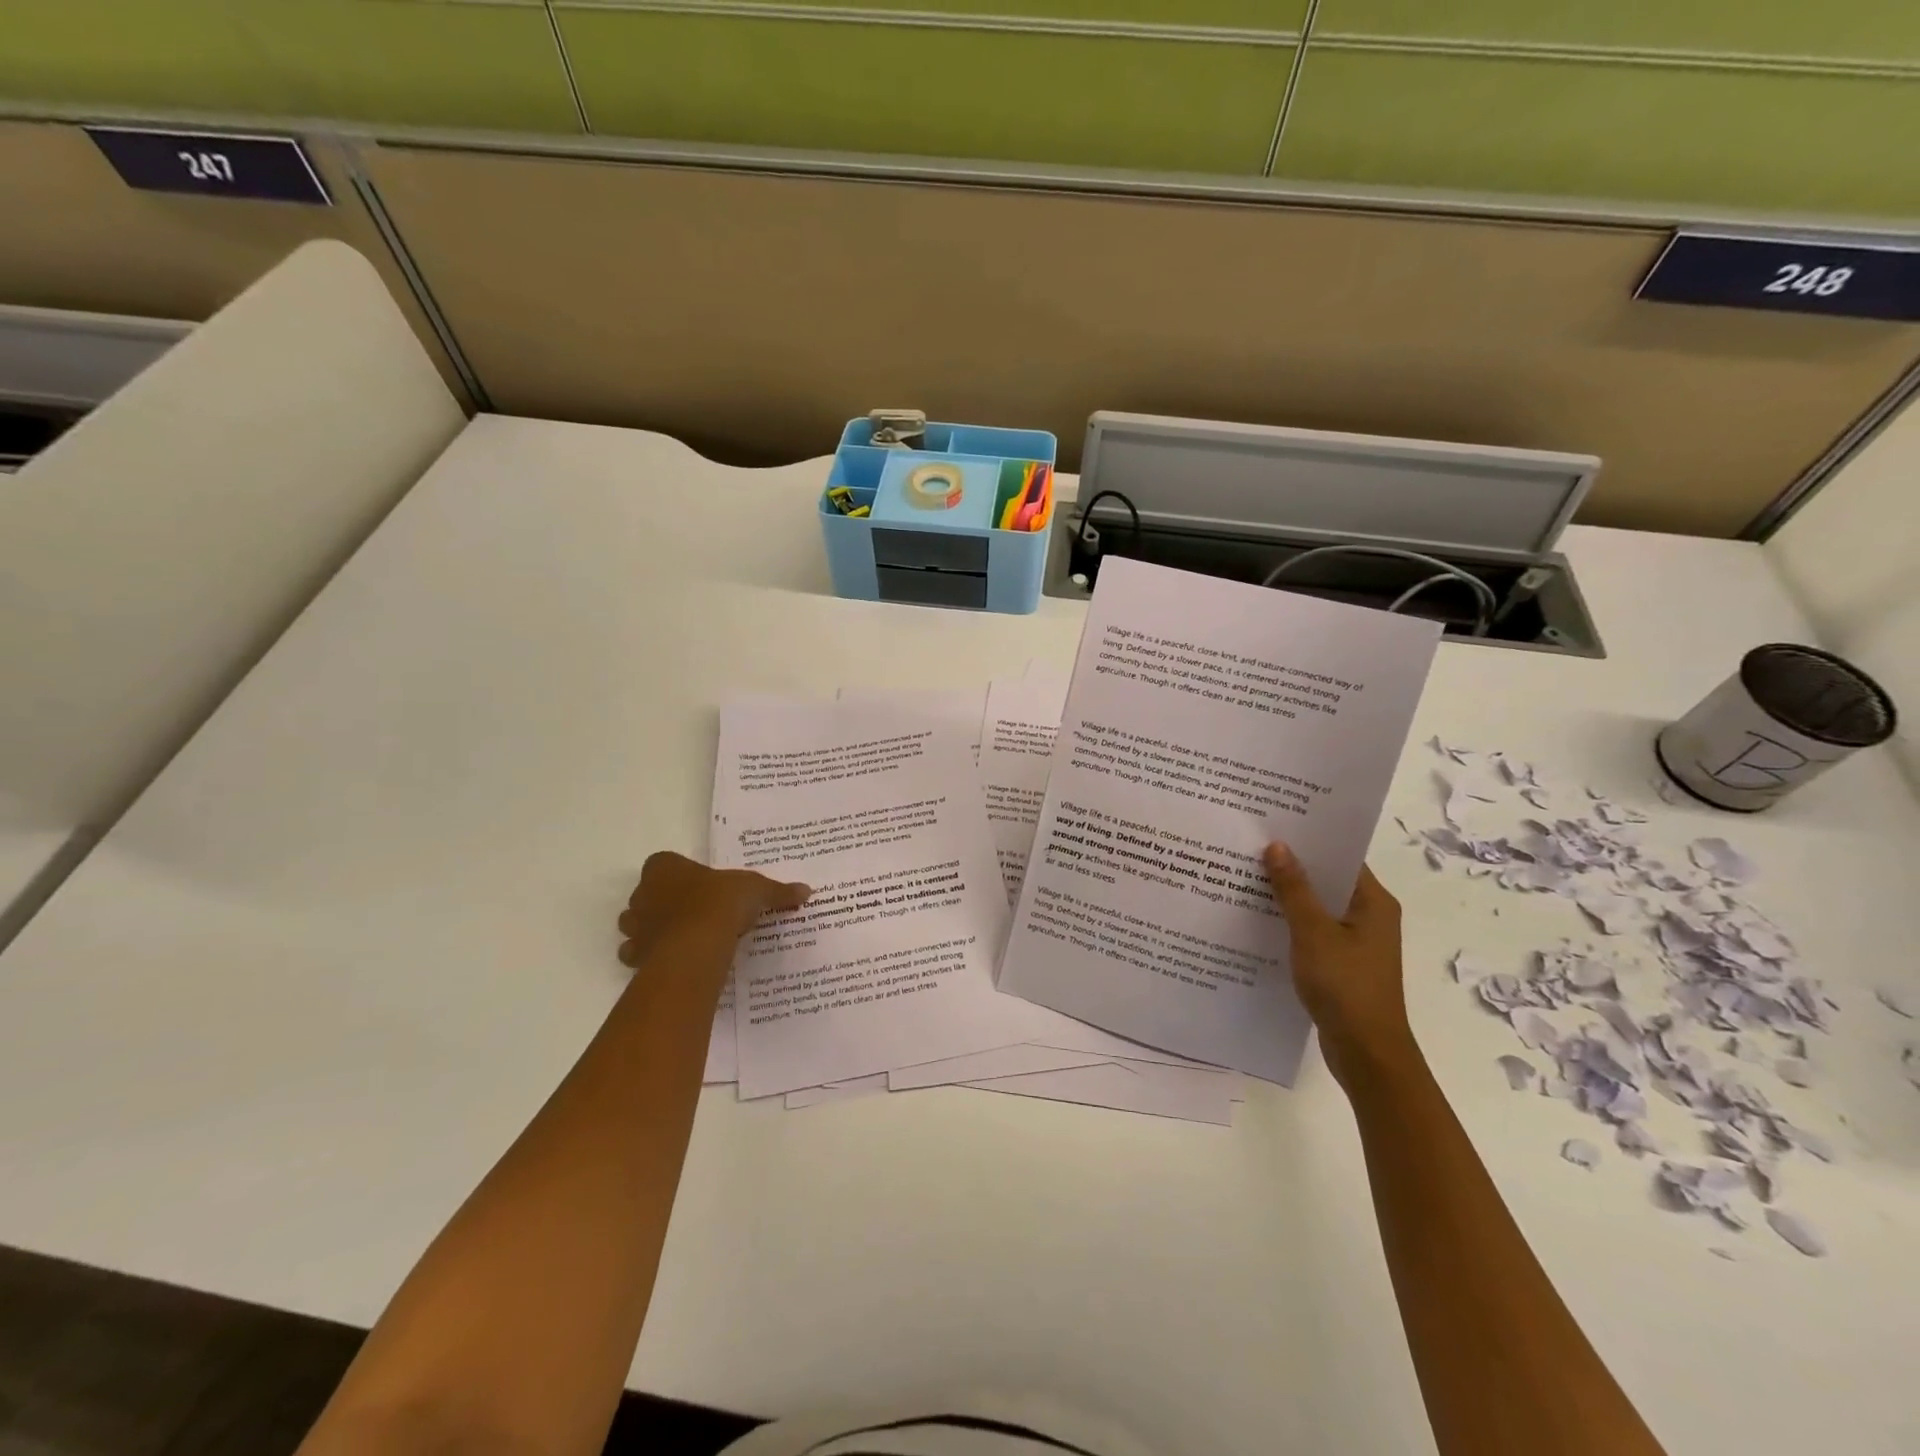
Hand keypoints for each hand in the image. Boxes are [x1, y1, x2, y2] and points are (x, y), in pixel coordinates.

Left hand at [617, 852, 809, 967]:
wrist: (698, 944)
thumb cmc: (721, 903)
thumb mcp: (756, 890)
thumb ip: (778, 891)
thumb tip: (806, 891)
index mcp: (665, 867)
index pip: (663, 863)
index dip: (679, 874)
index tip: (700, 886)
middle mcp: (643, 893)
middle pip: (646, 895)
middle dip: (662, 903)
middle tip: (693, 912)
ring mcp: (635, 926)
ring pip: (636, 925)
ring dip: (652, 930)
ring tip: (683, 937)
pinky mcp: (636, 956)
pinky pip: (638, 954)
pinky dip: (650, 957)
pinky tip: (676, 959)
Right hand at [1263, 843, 1418, 1090]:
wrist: (1366, 1054)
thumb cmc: (1345, 987)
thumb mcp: (1313, 932)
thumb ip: (1294, 889)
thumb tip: (1278, 845)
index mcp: (1373, 903)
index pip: (1340, 857)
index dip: (1309, 841)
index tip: (1272, 825)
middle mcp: (1369, 917)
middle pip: (1327, 881)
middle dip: (1291, 867)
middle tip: (1249, 847)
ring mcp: (1356, 943)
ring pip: (1317, 908)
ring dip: (1287, 897)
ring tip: (1245, 878)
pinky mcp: (1341, 965)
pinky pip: (1312, 932)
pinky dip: (1289, 924)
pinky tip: (1256, 920)